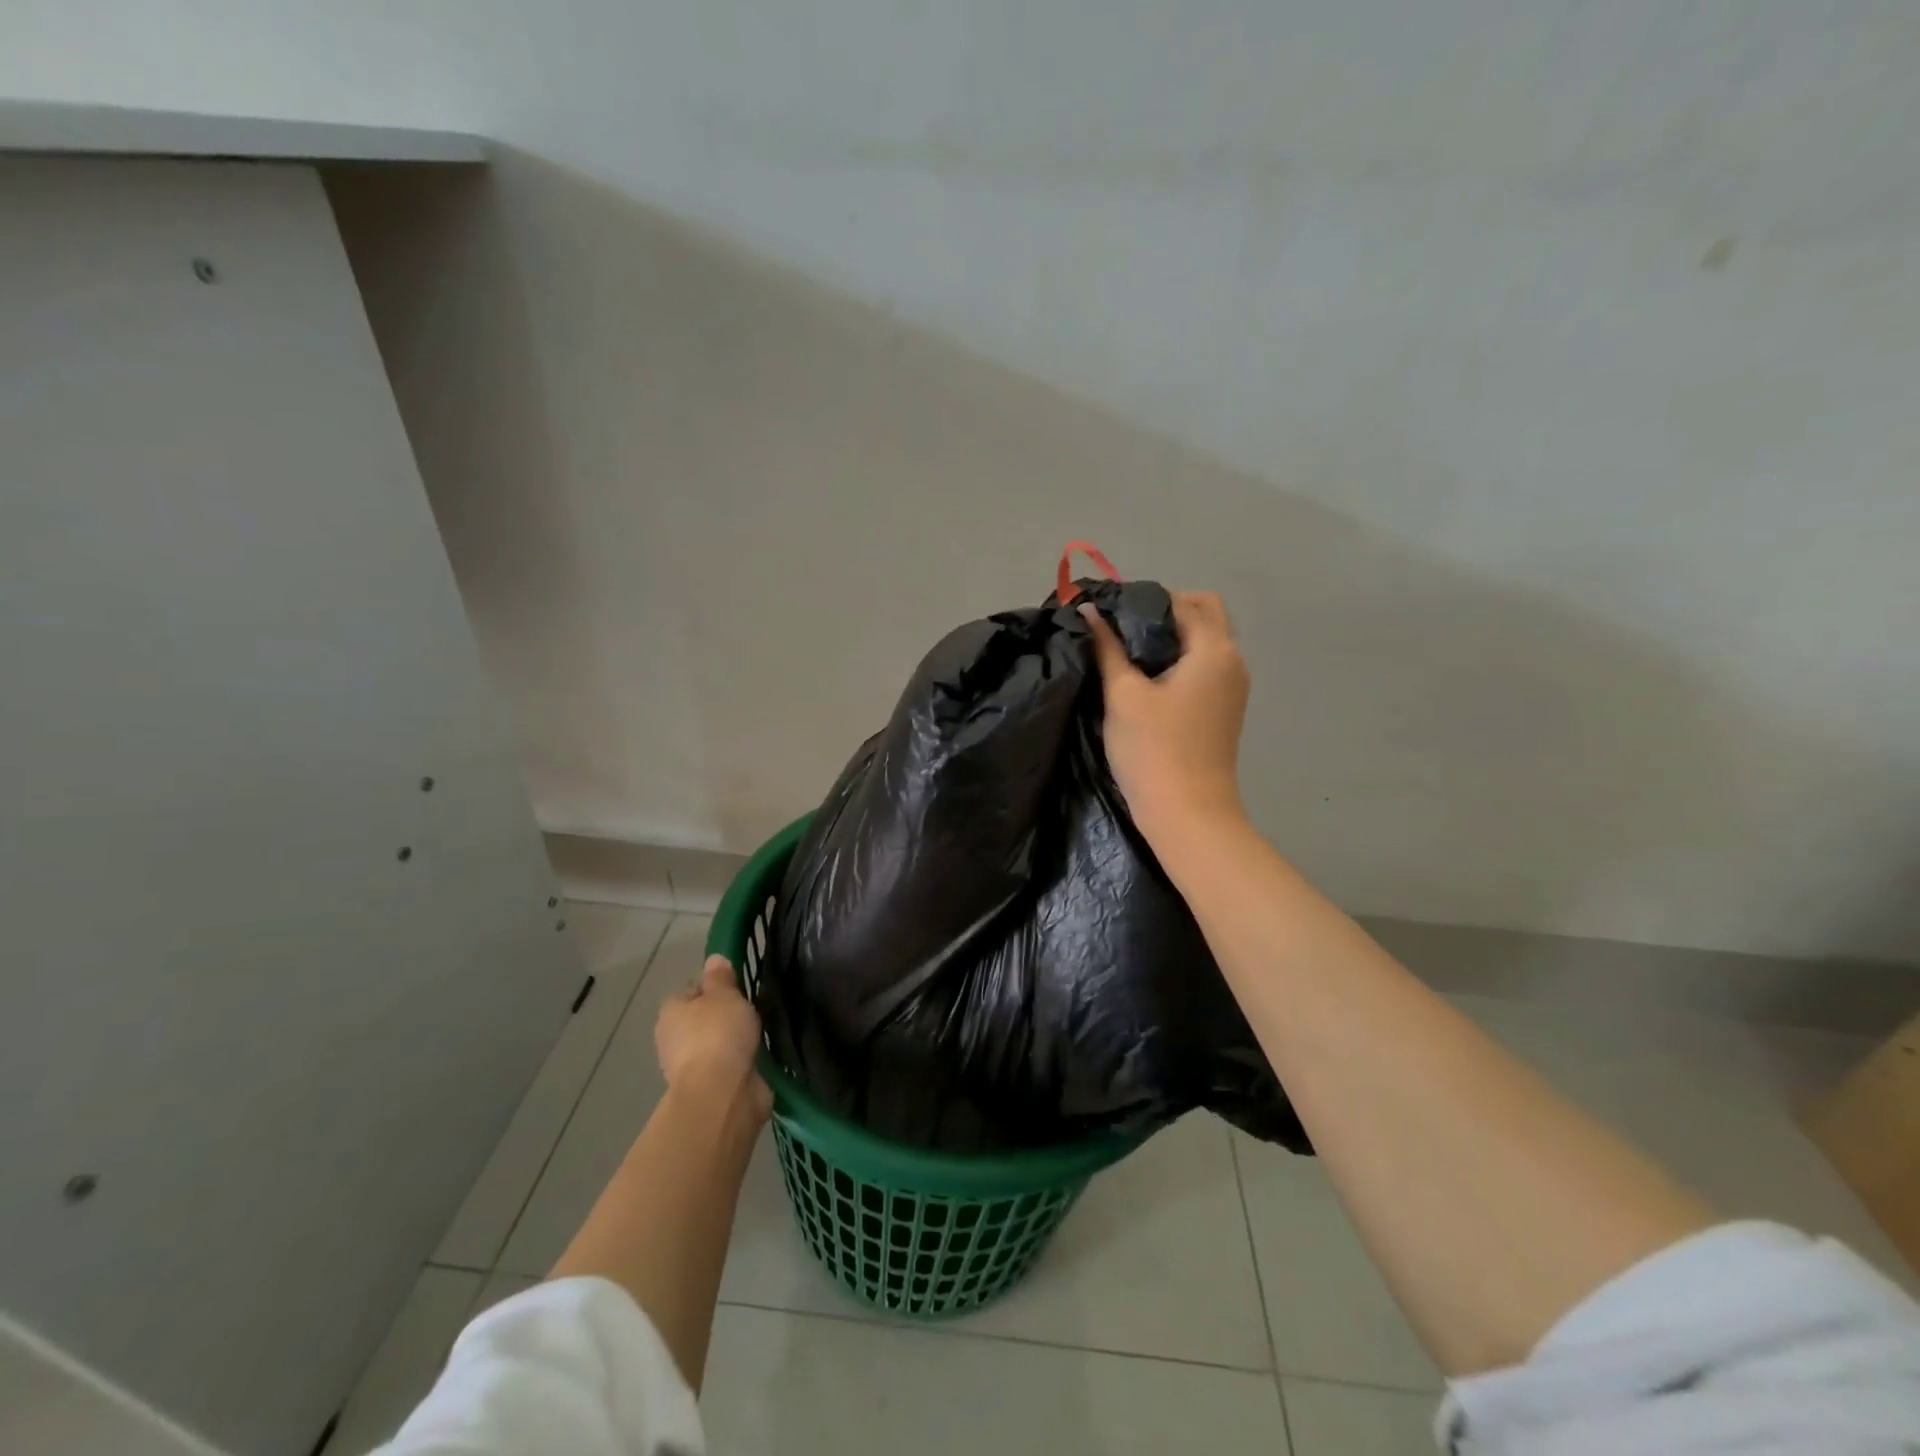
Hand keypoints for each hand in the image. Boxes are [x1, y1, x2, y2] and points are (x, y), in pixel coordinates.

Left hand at [656, 956, 772, 1125]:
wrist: (722, 1094)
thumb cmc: (718, 1034)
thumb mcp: (724, 994)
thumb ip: (720, 977)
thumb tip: (714, 960)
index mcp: (671, 1012)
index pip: (691, 991)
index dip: (713, 987)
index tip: (737, 988)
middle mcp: (674, 1039)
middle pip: (703, 1019)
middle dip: (724, 1016)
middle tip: (752, 1009)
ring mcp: (691, 1067)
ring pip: (717, 1043)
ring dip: (734, 1041)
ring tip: (761, 1032)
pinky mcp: (711, 1088)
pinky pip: (729, 1065)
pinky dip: (742, 1062)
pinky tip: (760, 1055)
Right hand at [1081, 591, 1249, 840]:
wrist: (1187, 814)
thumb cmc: (1153, 750)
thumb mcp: (1122, 695)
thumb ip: (1107, 647)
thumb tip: (1089, 610)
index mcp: (1213, 649)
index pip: (1181, 602)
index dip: (1142, 600)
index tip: (1107, 613)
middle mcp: (1233, 660)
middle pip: (1204, 614)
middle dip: (1164, 612)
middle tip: (1121, 630)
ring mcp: (1233, 687)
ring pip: (1206, 641)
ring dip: (1172, 636)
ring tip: (1128, 653)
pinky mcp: (1224, 709)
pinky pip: (1205, 666)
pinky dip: (1180, 659)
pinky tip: (1147, 678)